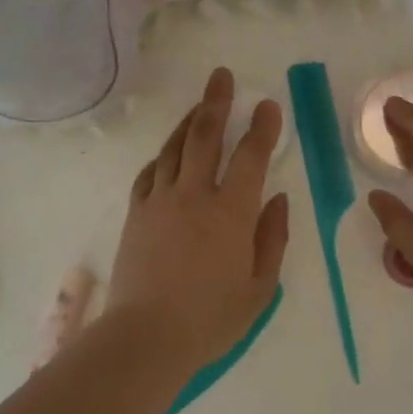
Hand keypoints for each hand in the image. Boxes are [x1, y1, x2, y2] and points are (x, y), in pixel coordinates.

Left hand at [109, 68, 289, 374]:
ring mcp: (160, 202)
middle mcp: (194, 195)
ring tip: (198, 105)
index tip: (267, 105)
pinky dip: (161, 157)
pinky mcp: (136, 215)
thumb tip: (276, 199)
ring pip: (174, 149)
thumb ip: (272, 238)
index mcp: (232, 212)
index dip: (261, 127)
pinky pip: (149, 174)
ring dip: (187, 122)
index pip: (250, 156)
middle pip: (205, 137)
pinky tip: (167, 153)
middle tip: (221, 76)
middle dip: (216, 103)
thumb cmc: (211, 319)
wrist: (146, 337)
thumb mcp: (260, 287)